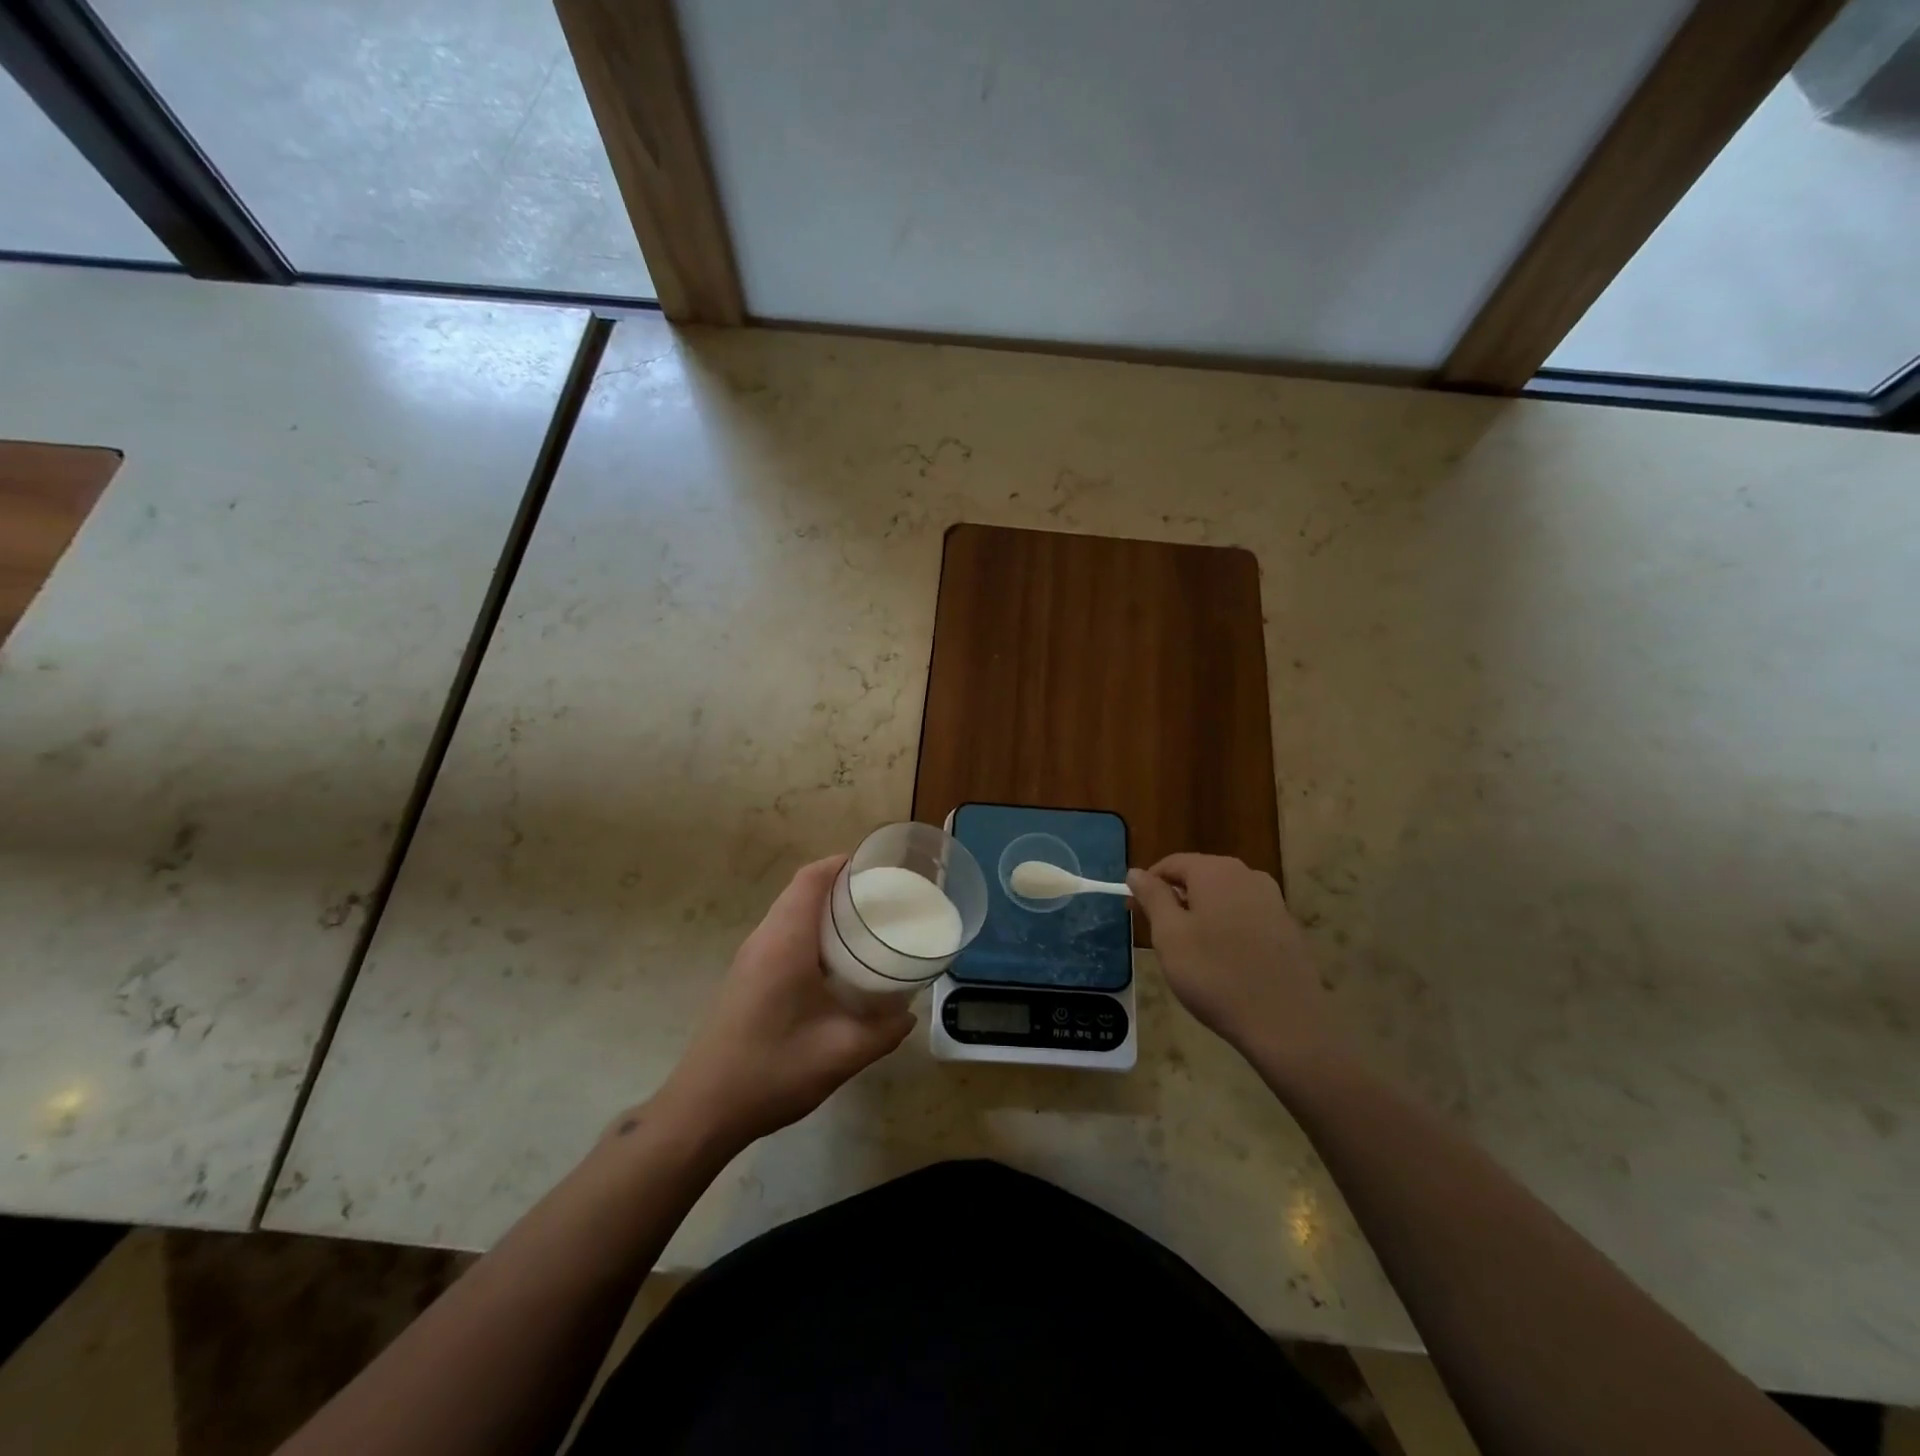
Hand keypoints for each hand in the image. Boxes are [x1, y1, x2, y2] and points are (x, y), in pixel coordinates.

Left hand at [653, 856, 914, 1151]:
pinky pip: (781, 937)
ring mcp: (750, 959)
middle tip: (882, 899)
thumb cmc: (772, 1070)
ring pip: (789, 914)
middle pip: (801, 891)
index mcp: (785, 941)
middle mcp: (764, 939)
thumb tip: (909, 1015)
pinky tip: (835, 965)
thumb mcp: (842, 1053)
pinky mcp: (745, 978)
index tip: (878, 867)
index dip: (842, 864)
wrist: (703, 1110)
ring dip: (824, 911)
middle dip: (840, 886)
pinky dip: (810, 933)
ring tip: (865, 926)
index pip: (811, 878)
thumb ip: (883, 1031)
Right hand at [1127, 854, 1342, 1072]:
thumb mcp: (1169, 935)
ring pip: (1223, 896)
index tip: (1135, 911)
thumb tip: (1136, 872)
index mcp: (1215, 871)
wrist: (1286, 1022)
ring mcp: (1272, 900)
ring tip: (1191, 951)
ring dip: (1201, 914)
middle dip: (1175, 899)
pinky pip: (1245, 915)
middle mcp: (1247, 875)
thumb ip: (1152, 897)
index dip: (1149, 884)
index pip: (1171, 863)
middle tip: (1159, 935)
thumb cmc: (1215, 975)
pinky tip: (1224, 961)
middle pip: (1199, 876)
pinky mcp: (1287, 927)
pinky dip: (1227, 928)